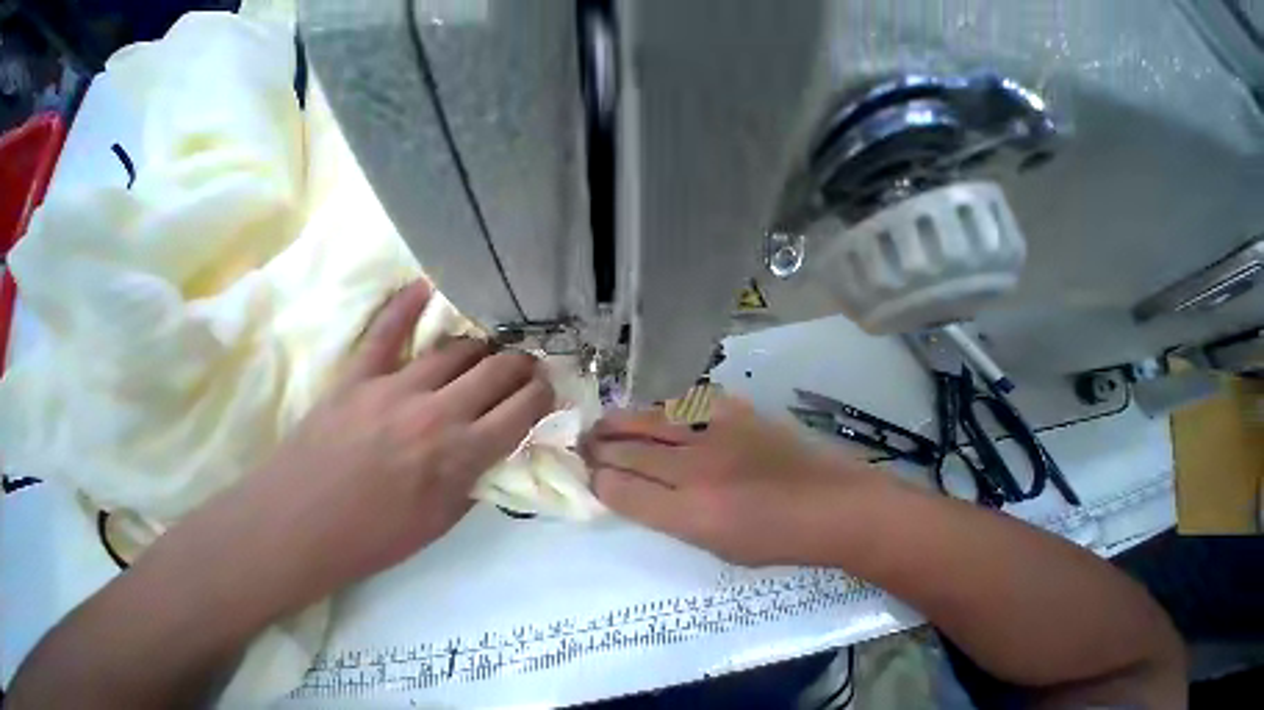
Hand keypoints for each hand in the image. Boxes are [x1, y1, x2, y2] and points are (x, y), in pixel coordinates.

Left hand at [232, 280, 553, 601]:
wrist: (301, 523)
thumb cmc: (372, 537)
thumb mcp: (437, 525)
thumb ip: (470, 483)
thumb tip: (490, 453)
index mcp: (459, 454)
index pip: (519, 412)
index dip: (541, 397)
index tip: (548, 391)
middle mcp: (436, 410)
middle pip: (495, 371)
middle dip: (521, 366)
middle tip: (528, 367)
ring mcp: (394, 386)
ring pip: (453, 349)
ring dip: (480, 346)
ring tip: (489, 348)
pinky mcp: (357, 375)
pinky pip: (385, 332)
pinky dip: (404, 306)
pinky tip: (424, 287)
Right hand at [582, 396, 881, 566]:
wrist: (831, 505)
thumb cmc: (777, 541)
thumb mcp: (718, 549)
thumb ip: (675, 520)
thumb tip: (642, 496)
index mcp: (689, 515)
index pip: (622, 491)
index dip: (598, 482)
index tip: (589, 477)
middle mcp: (695, 472)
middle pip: (629, 453)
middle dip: (598, 449)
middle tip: (580, 445)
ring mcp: (717, 436)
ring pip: (651, 421)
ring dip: (620, 422)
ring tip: (600, 423)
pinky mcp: (738, 413)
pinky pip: (689, 404)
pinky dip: (667, 408)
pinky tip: (656, 411)